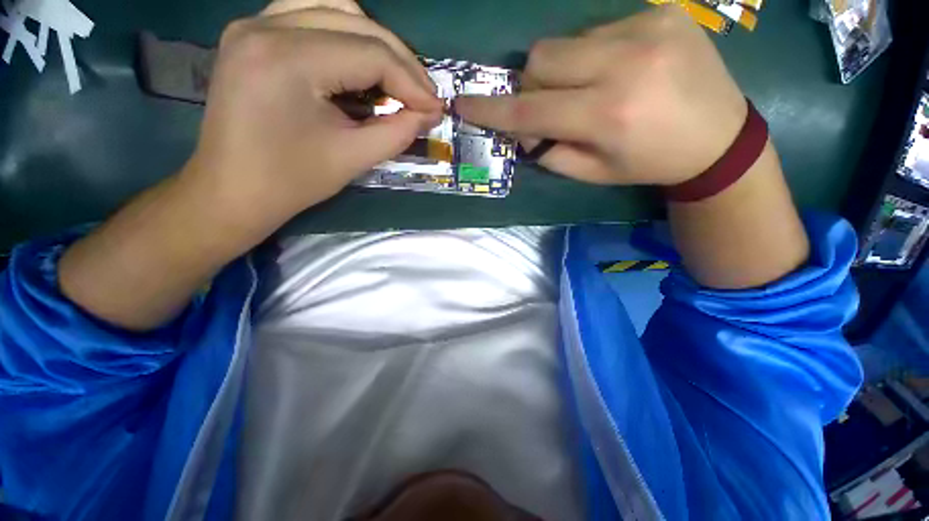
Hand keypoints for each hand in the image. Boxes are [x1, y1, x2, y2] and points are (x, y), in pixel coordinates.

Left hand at [185, 8, 441, 234]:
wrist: (233, 190)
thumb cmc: (292, 182)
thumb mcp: (354, 158)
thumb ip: (399, 132)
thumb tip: (430, 114)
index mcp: (287, 59)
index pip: (371, 54)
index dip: (412, 82)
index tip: (436, 109)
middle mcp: (265, 25)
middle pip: (356, 21)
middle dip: (400, 61)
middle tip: (423, 97)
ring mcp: (254, 24)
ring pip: (334, 7)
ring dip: (375, 42)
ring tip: (396, 80)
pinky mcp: (252, 34)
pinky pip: (310, 14)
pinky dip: (345, 35)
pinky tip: (358, 64)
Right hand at [455, 6, 746, 185]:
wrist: (719, 138)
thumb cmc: (648, 163)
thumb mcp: (592, 172)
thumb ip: (549, 152)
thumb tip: (521, 130)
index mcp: (607, 114)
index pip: (529, 109)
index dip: (492, 108)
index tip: (464, 104)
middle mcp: (624, 63)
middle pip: (540, 60)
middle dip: (532, 86)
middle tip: (549, 107)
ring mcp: (646, 28)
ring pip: (564, 42)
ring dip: (561, 70)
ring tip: (589, 89)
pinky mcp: (660, 11)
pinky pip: (597, 29)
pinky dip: (592, 54)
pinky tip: (617, 70)